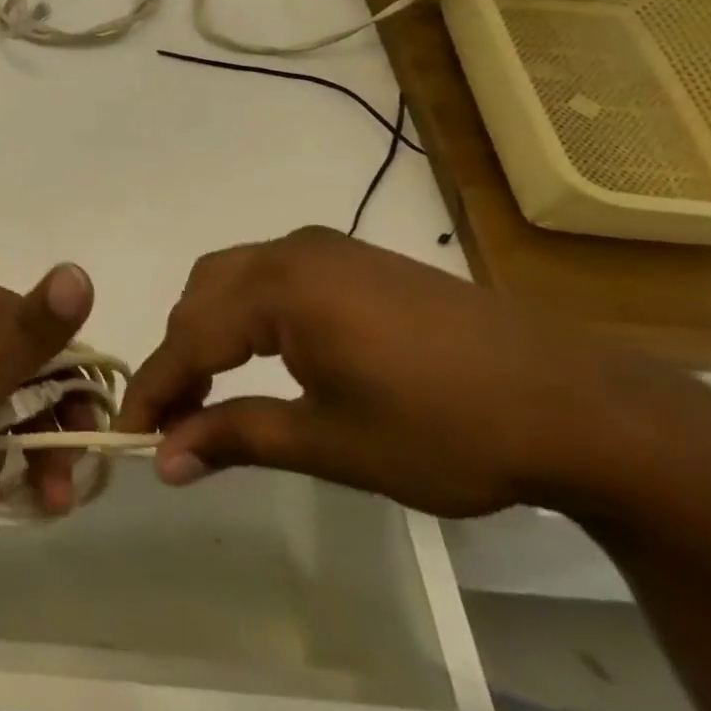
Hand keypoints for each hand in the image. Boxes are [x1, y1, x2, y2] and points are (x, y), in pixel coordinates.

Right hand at [115, 227, 668, 517]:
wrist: (582, 407)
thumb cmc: (449, 429)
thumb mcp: (333, 443)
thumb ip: (237, 439)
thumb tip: (162, 461)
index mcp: (282, 286)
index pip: (191, 335)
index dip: (156, 387)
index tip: (127, 433)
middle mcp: (291, 251)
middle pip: (202, 296)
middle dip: (179, 354)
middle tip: (172, 418)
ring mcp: (325, 249)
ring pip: (231, 280)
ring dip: (208, 329)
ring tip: (208, 389)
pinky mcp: (352, 260)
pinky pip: (269, 277)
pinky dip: (244, 314)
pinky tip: (260, 354)